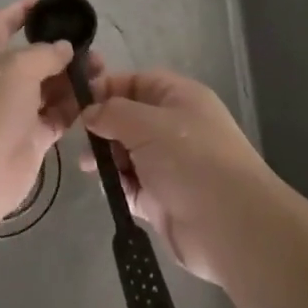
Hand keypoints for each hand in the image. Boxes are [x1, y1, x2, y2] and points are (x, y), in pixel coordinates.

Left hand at [0, 0, 98, 232]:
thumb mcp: (17, 66)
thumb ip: (45, 53)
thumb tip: (64, 48)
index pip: (1, 23)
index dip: (20, 11)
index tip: (44, 0)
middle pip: (31, 57)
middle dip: (60, 50)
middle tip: (91, 46)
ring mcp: (13, 110)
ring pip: (48, 87)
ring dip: (72, 78)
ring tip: (102, 71)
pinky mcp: (30, 138)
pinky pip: (56, 116)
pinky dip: (74, 107)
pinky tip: (96, 97)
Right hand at [81, 69, 274, 283]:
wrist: (230, 224)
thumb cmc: (190, 159)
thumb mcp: (147, 124)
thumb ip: (113, 113)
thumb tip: (90, 113)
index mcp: (179, 98)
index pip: (137, 82)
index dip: (108, 88)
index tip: (77, 102)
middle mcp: (174, 127)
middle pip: (129, 118)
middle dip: (103, 126)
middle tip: (80, 139)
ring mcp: (169, 164)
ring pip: (127, 153)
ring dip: (107, 158)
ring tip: (89, 167)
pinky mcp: (162, 199)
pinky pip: (132, 185)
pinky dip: (118, 186)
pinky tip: (109, 189)